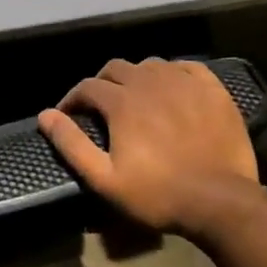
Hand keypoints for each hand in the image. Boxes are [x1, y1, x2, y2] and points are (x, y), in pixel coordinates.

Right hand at [38, 58, 261, 239]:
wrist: (221, 202)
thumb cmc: (158, 194)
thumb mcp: (105, 179)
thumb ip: (71, 144)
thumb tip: (45, 115)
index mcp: (121, 101)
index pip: (87, 86)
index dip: (73, 99)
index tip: (69, 115)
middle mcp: (149, 81)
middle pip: (116, 68)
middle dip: (102, 83)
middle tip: (101, 106)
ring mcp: (183, 82)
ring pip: (150, 65)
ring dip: (136, 77)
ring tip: (136, 98)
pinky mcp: (212, 89)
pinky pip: (186, 67)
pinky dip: (173, 73)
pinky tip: (173, 88)